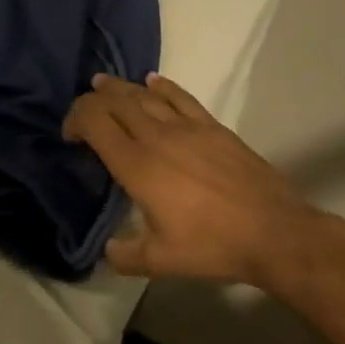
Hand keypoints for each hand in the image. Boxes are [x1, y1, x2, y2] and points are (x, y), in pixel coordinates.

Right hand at [64, 73, 335, 288]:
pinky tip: (152, 82)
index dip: (76, 119)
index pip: (94, 122)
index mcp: (137, 165)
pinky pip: (179, 96)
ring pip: (144, 94)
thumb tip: (109, 250)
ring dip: (120, 88)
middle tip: (85, 111)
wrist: (273, 231)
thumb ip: (127, 255)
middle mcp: (156, 136)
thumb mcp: (162, 261)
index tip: (70, 135)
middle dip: (93, 100)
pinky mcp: (211, 125)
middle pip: (115, 101)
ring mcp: (186, 126)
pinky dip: (161, 86)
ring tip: (105, 84)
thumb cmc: (213, 245)